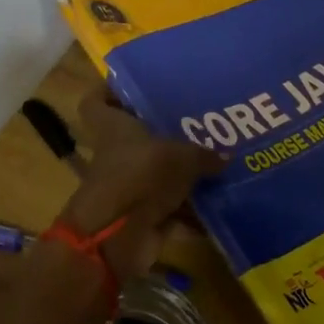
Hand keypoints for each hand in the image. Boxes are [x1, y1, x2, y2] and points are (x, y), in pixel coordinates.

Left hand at [60, 89, 224, 278]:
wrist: (117, 238)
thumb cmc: (141, 177)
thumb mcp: (180, 157)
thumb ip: (204, 155)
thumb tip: (227, 155)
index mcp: (114, 128)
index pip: (97, 102)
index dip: (109, 91)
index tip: (135, 85)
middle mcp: (119, 155)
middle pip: (138, 138)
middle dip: (168, 133)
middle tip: (201, 122)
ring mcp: (131, 187)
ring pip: (160, 174)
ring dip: (186, 174)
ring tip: (222, 161)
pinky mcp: (143, 217)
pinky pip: (174, 208)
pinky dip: (194, 210)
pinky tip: (223, 201)